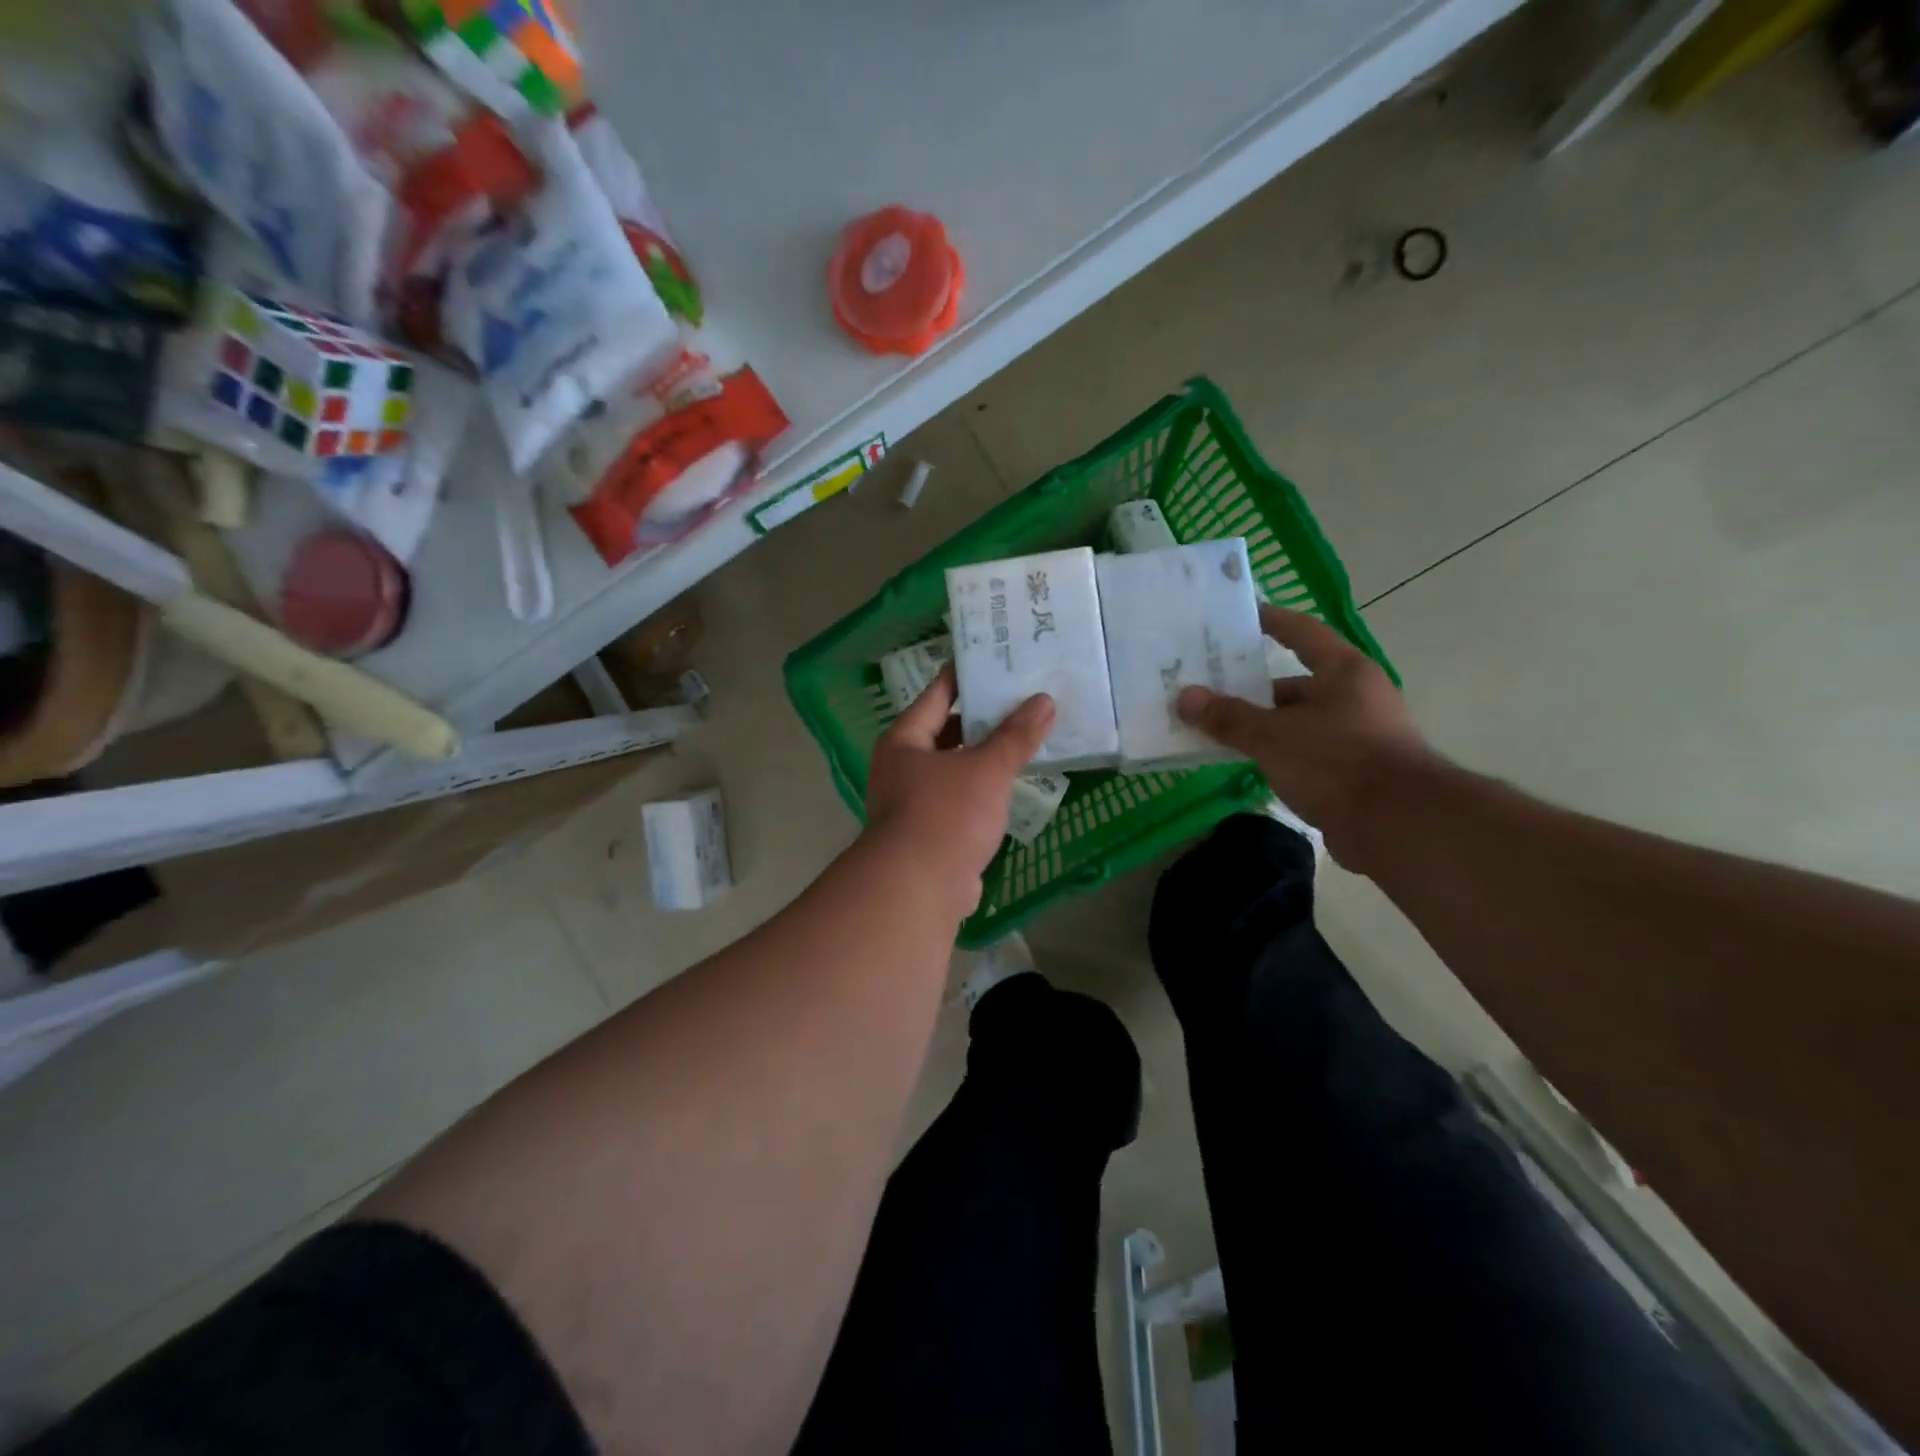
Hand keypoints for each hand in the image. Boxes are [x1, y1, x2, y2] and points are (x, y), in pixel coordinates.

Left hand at [864, 666, 1055, 915]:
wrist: (918, 889)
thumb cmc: (946, 815)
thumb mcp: (986, 769)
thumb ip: (1015, 736)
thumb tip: (1044, 701)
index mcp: (905, 740)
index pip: (938, 693)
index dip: (966, 673)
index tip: (995, 656)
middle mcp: (903, 765)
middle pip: (947, 730)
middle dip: (983, 717)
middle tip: (1022, 697)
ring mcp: (914, 800)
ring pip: (956, 766)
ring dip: (985, 755)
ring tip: (1025, 735)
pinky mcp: (930, 831)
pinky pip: (961, 797)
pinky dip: (984, 788)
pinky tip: (1013, 782)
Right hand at [1177, 605, 1436, 869]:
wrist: (1400, 827)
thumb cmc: (1338, 763)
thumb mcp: (1273, 737)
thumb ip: (1228, 717)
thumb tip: (1185, 697)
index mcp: (1344, 672)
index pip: (1301, 632)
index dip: (1270, 621)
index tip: (1238, 616)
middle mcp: (1355, 696)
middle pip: (1295, 683)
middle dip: (1251, 689)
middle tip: (1208, 688)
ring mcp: (1358, 734)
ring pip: (1298, 721)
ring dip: (1262, 725)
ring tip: (1216, 728)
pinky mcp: (1355, 770)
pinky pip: (1305, 751)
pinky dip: (1277, 753)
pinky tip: (1247, 763)